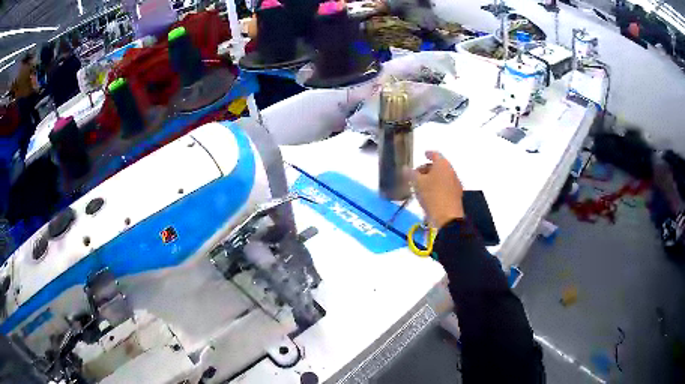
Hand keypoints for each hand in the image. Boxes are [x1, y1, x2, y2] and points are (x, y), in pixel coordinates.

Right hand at [408, 151, 463, 228]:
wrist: (448, 217)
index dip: (428, 153)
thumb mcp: (417, 184)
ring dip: (433, 178)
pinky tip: (430, 194)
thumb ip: (411, 174)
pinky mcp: (456, 195)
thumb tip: (405, 168)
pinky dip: (438, 186)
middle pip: (439, 166)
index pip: (435, 154)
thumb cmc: (432, 196)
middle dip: (428, 168)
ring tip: (422, 186)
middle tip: (417, 174)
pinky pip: (445, 186)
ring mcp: (455, 183)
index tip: (424, 154)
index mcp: (442, 164)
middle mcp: (451, 171)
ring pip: (442, 176)